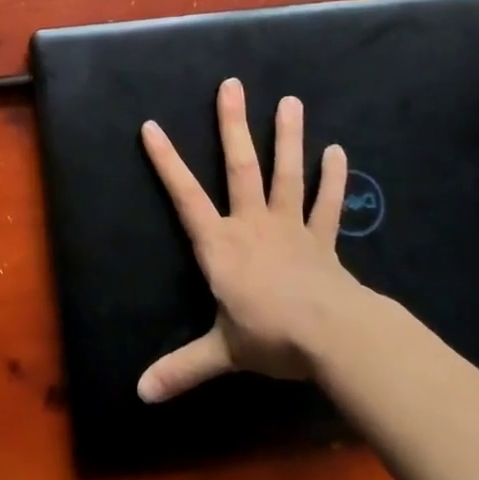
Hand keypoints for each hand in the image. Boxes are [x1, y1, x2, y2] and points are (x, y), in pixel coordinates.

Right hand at [137, 78, 367, 403]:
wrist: (333, 338)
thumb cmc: (270, 337)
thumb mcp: (220, 353)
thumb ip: (181, 369)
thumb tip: (139, 395)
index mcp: (220, 244)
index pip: (184, 196)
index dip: (166, 161)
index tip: (152, 125)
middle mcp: (253, 224)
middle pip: (240, 166)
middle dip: (233, 125)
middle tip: (233, 85)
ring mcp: (291, 227)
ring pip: (286, 174)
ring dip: (288, 137)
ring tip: (291, 101)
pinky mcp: (322, 240)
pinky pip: (328, 205)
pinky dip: (333, 179)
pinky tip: (339, 152)